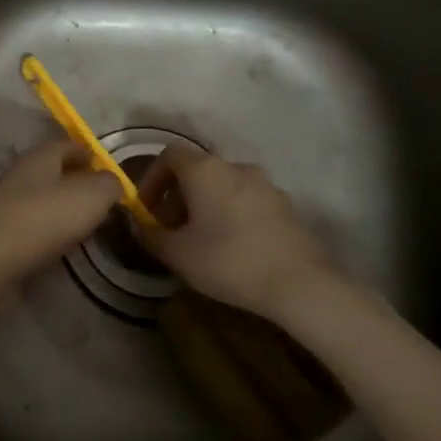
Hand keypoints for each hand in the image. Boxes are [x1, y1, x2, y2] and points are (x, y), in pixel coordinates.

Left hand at [0, 140, 120, 278]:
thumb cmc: (47, 217)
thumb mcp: (93, 195)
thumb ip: (108, 184)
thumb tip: (111, 181)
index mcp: (40, 156)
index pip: (66, 144)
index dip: (87, 152)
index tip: (103, 166)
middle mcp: (20, 172)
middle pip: (52, 169)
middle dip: (75, 179)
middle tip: (99, 196)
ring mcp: (6, 200)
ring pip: (41, 195)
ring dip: (62, 204)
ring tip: (85, 221)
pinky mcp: (0, 229)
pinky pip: (32, 221)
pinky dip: (48, 226)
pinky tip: (62, 240)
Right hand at [138, 144, 339, 318]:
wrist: (300, 284)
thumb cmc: (228, 260)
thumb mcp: (177, 254)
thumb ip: (150, 235)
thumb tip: (139, 225)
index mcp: (205, 169)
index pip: (169, 155)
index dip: (152, 178)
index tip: (146, 208)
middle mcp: (235, 167)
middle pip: (197, 171)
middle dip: (177, 197)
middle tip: (170, 230)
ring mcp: (265, 184)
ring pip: (223, 187)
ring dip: (205, 206)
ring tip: (200, 241)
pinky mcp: (286, 206)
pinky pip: (246, 201)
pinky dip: (231, 214)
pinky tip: (232, 247)